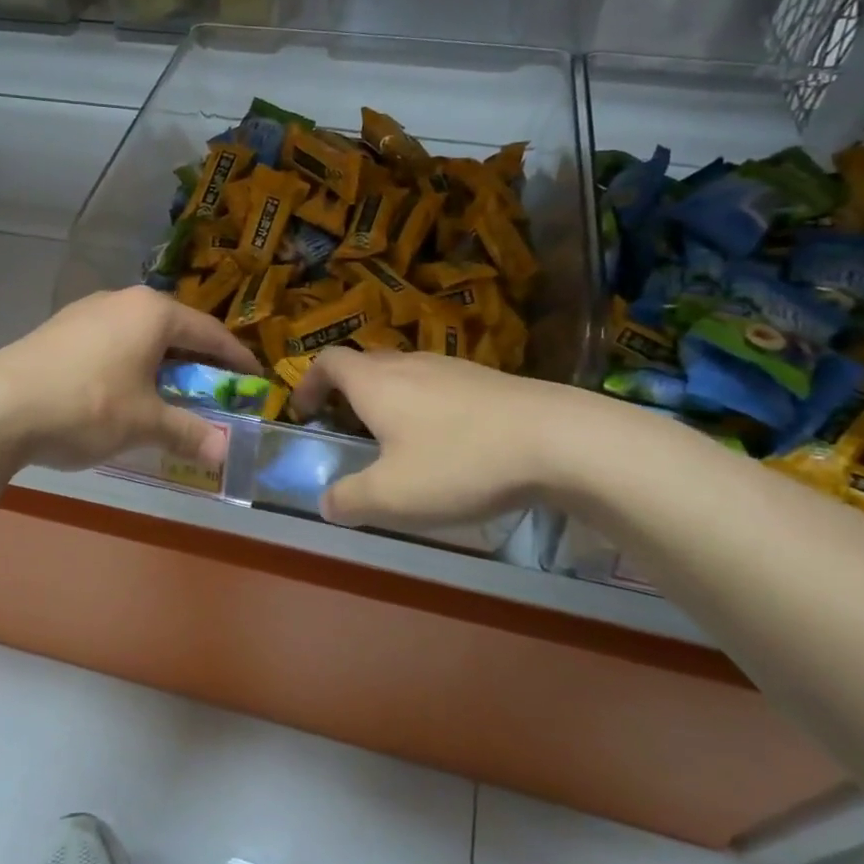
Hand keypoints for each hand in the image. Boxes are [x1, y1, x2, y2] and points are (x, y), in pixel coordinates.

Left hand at [0, 287, 260, 472]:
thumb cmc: (87, 406)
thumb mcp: (144, 423)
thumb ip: (188, 432)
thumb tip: (225, 453)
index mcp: (152, 312)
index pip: (209, 332)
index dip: (236, 358)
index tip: (255, 379)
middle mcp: (122, 300)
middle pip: (174, 329)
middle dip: (197, 361)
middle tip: (214, 391)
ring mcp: (86, 311)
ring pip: (139, 335)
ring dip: (161, 363)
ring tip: (169, 394)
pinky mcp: (60, 328)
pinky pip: (111, 341)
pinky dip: (129, 364)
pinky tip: (123, 391)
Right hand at [291, 349, 595, 531]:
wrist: (557, 439)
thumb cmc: (459, 462)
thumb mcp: (392, 496)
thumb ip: (349, 500)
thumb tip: (326, 502)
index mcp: (375, 383)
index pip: (328, 361)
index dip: (309, 382)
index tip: (306, 411)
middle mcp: (409, 364)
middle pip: (366, 364)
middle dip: (349, 392)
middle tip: (350, 428)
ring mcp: (453, 367)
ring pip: (407, 374)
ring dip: (392, 399)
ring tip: (400, 440)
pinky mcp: (489, 380)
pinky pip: (442, 386)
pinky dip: (430, 406)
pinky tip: (452, 443)